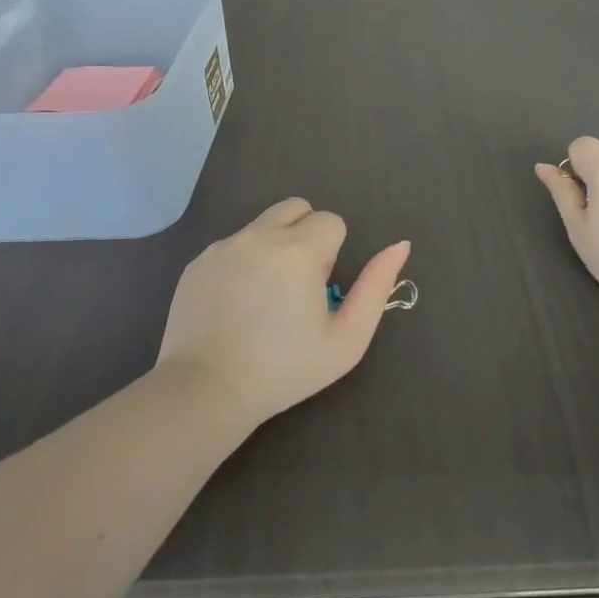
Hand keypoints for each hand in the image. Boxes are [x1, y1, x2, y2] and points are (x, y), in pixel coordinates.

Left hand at [156, 198, 410, 431]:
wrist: (206, 390)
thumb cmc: (285, 370)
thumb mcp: (346, 339)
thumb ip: (376, 286)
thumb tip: (400, 245)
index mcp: (299, 251)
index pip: (331, 221)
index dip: (333, 253)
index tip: (319, 288)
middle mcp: (259, 236)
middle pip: (296, 207)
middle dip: (306, 234)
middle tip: (298, 282)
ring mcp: (223, 246)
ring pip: (263, 224)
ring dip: (274, 245)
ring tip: (265, 295)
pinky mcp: (198, 261)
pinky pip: (232, 245)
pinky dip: (243, 261)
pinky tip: (236, 303)